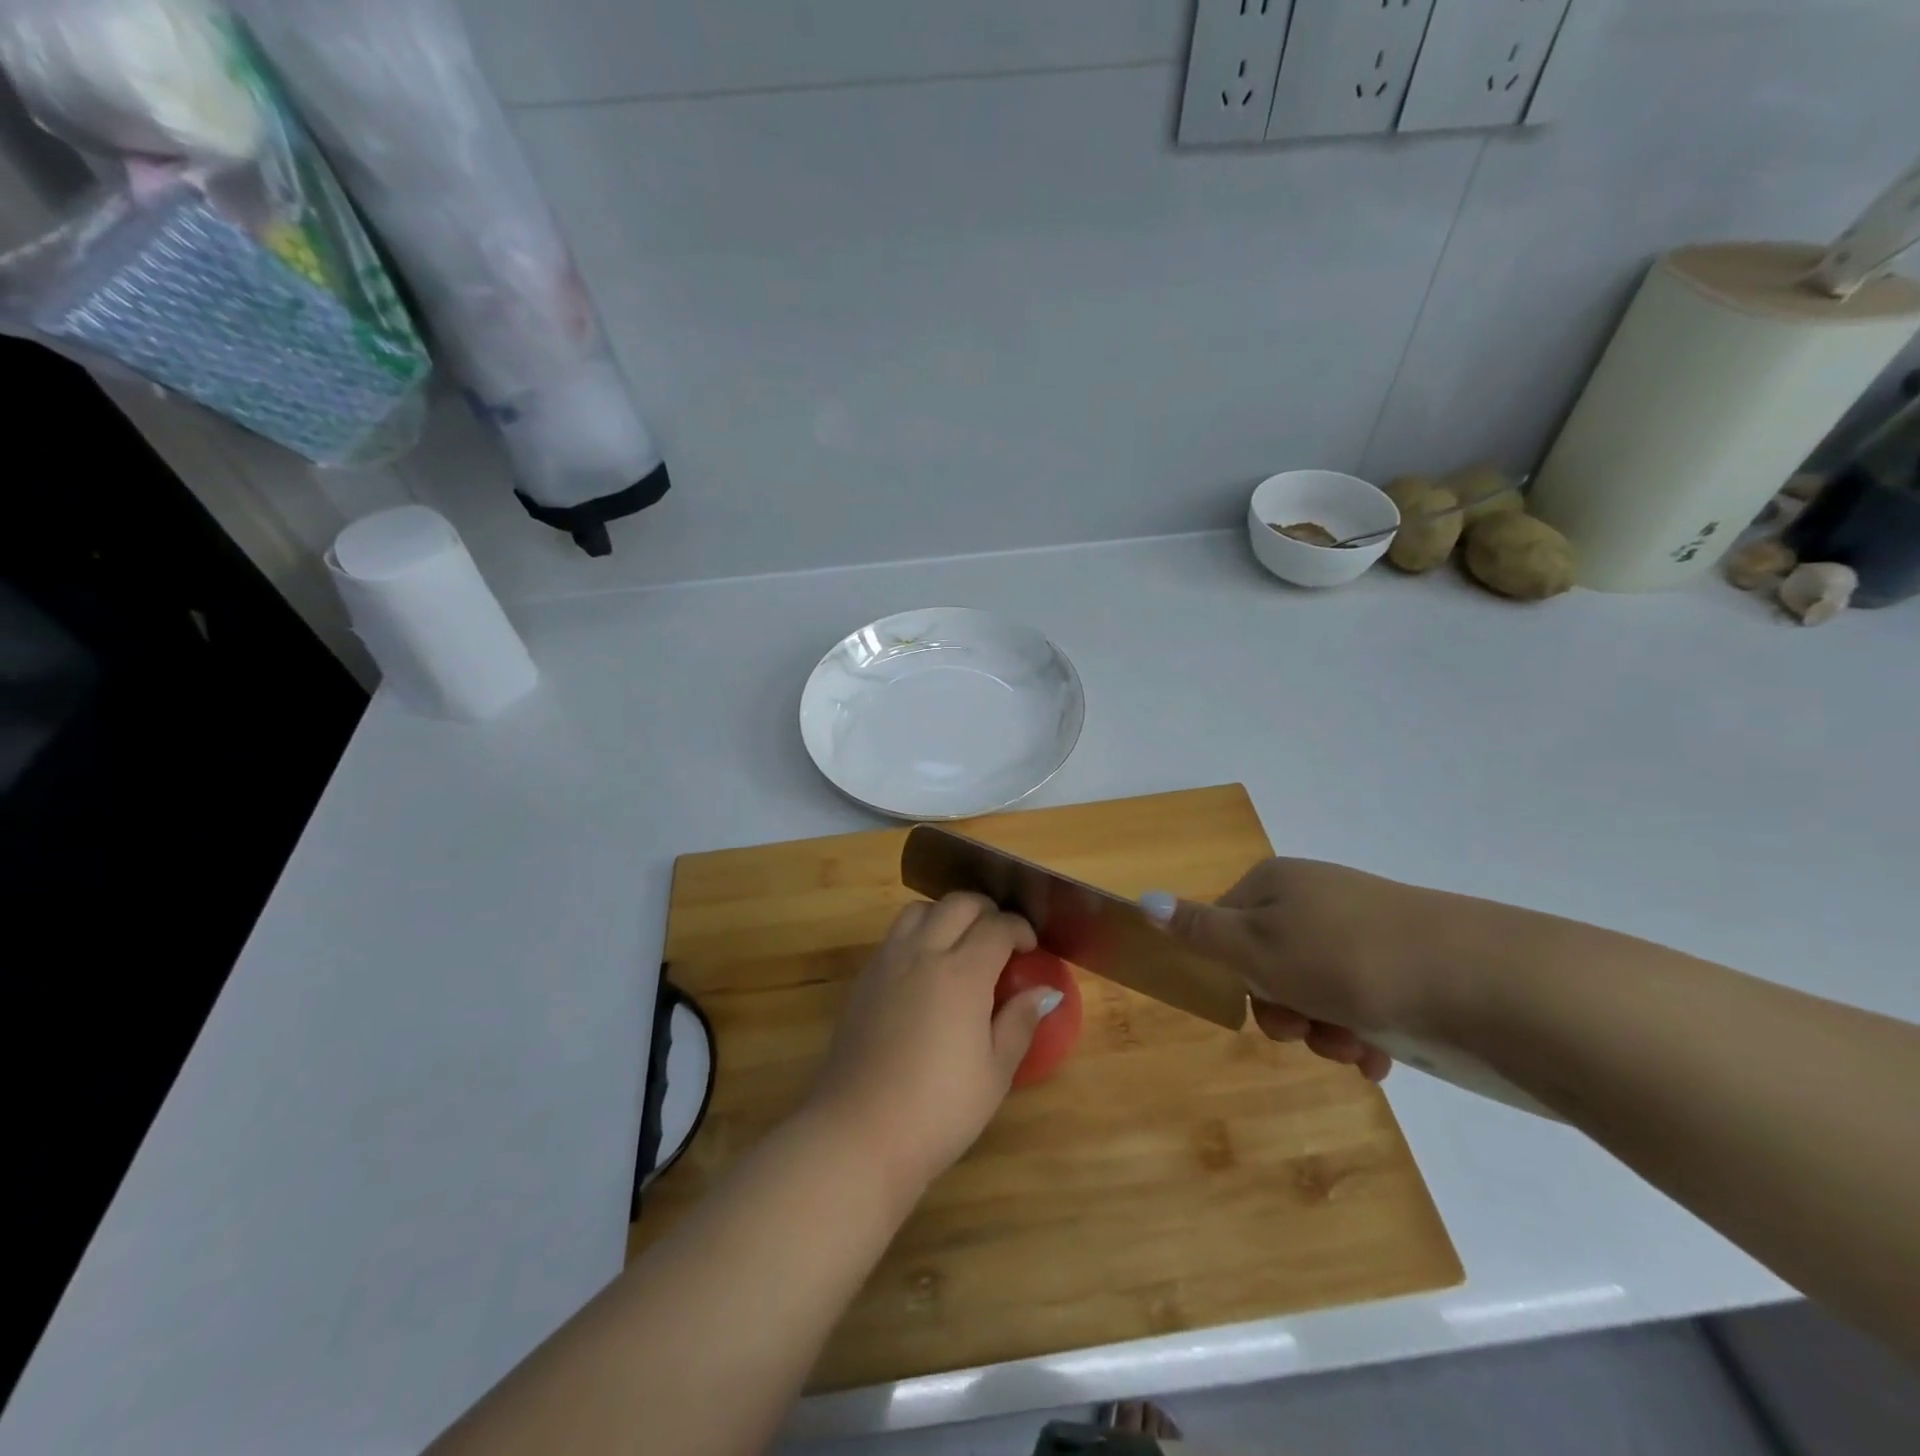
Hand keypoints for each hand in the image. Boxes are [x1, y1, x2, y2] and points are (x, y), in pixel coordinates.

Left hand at [804, 893, 1056, 1198]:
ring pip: (920, 909)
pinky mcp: (864, 978)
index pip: (997, 926)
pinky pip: (895, 934)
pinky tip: (926, 967)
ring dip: (947, 913)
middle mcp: (923, 953)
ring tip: (961, 942)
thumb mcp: (994, 1074)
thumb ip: (1019, 1023)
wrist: (858, 1132)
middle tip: (1001, 937)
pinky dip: (918, 932)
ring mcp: (888, 961)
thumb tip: (1045, 992)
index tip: (1030, 946)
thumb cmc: (938, 1110)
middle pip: (958, 904)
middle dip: (987, 910)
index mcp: (962, 973)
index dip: (1019, 928)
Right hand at [1145, 859, 1478, 1082]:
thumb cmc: (1348, 960)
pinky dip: (1361, 1034)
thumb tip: (1143, 901)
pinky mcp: (1403, 966)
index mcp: (1276, 883)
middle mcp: (1315, 900)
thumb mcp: (1258, 947)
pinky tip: (1379, 1056)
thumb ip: (1198, 930)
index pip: (1223, 927)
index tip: (1254, 1002)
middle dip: (1283, 1010)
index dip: (1232, 973)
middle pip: (1268, 965)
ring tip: (1354, 1047)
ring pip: (1314, 991)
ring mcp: (1362, 932)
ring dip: (1323, 1030)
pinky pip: (1360, 1003)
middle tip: (1307, 1029)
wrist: (1484, 982)